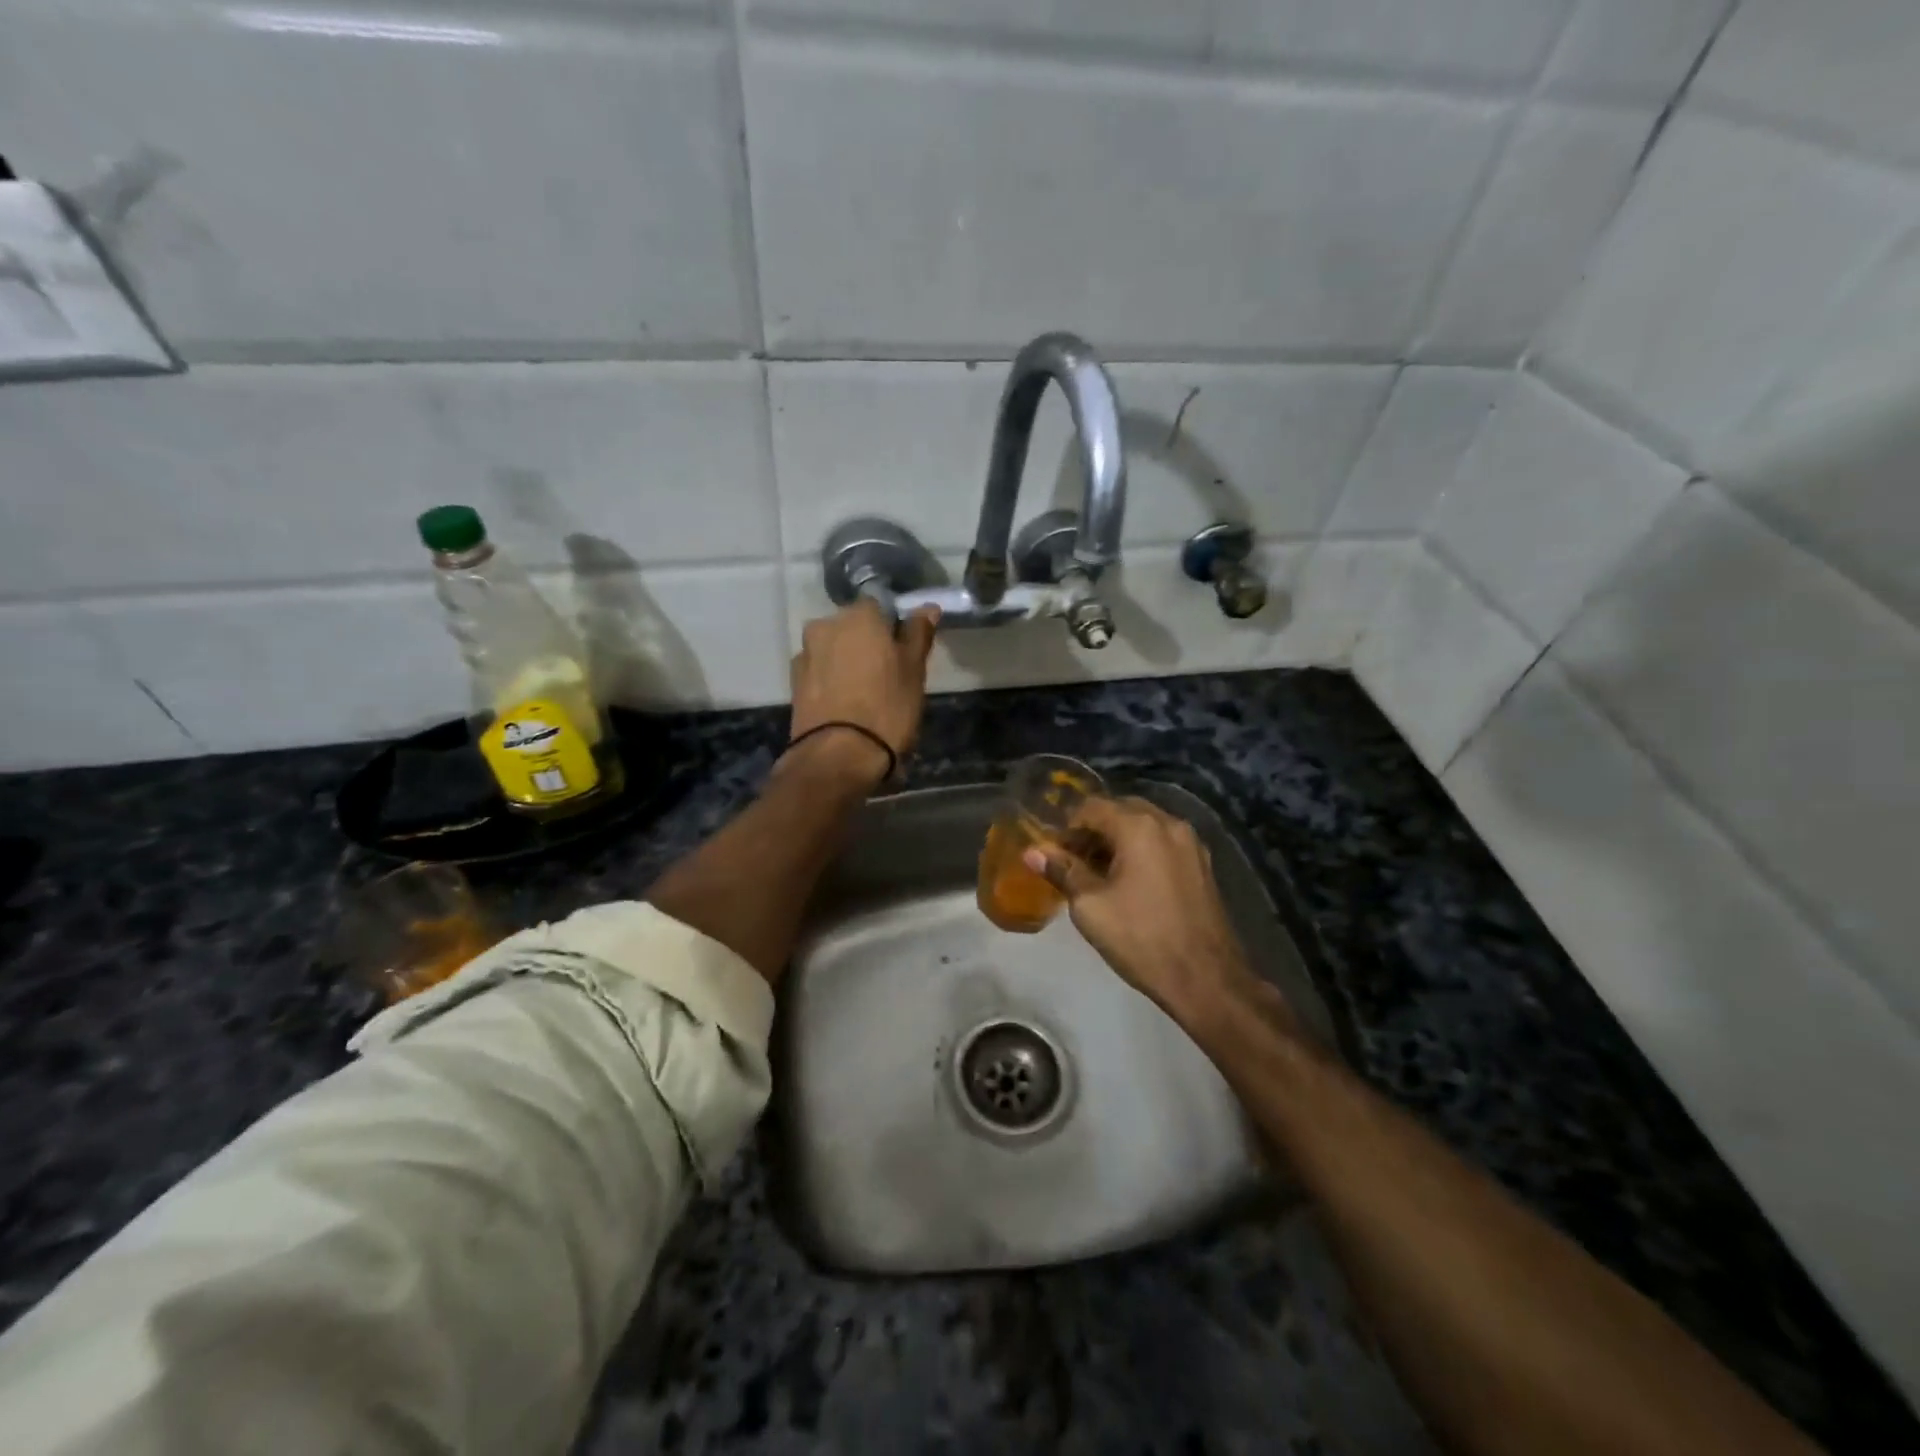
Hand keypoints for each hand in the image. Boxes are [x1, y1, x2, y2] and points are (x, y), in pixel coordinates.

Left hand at [786, 600, 939, 784]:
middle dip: (867, 644)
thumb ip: (917, 635)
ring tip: (865, 694)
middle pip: (852, 627)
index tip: (904, 651)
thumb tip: (926, 608)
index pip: (879, 606)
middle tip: (887, 674)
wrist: (838, 757)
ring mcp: (805, 654)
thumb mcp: (913, 671)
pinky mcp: (793, 683)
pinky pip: (820, 672)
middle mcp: (825, 625)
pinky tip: (845, 705)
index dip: (893, 627)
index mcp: (858, 615)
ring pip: (834, 650)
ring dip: (847, 662)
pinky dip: (832, 681)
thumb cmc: (886, 709)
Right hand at [1025, 796, 1279, 1031]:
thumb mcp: (1090, 906)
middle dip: (1094, 831)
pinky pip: (1163, 843)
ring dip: (1118, 841)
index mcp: (1139, 826)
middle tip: (1074, 862)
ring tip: (1099, 875)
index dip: (1068, 828)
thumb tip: (1033, 852)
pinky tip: (1130, 883)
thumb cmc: (1141, 938)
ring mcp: (1191, 843)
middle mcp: (1169, 823)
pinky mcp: (1202, 864)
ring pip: (1144, 826)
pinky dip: (1142, 851)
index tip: (1055, 855)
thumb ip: (1062, 871)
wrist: (1206, 978)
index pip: (1092, 807)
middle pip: (1120, 811)